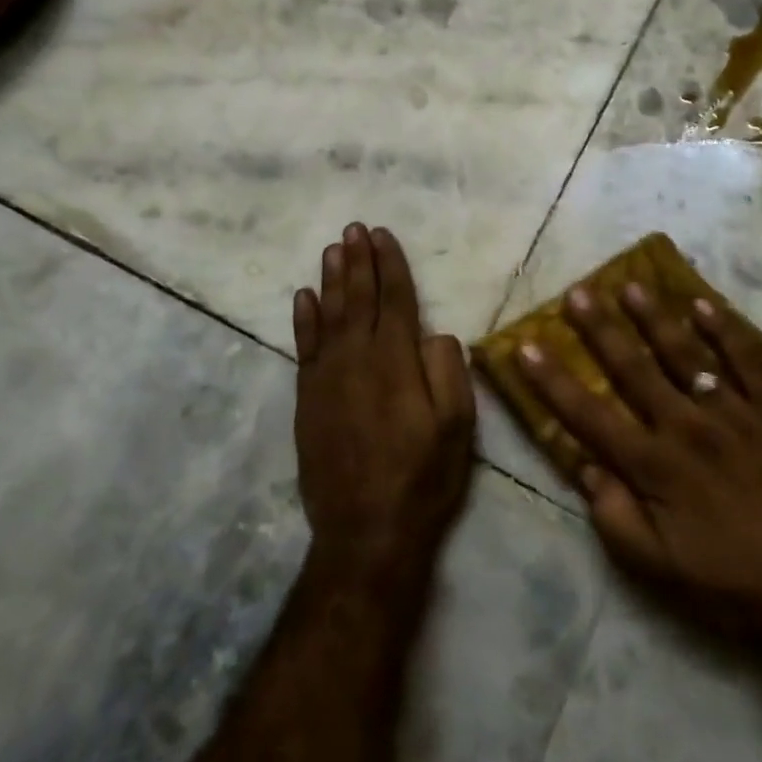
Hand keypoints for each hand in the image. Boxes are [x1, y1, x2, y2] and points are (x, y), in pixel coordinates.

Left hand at [293, 224, 474, 583]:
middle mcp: (357, 359)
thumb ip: (448, 370)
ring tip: (332, 249)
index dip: (390, 264)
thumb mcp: (457, 426)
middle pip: (358, 298)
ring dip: (331, 279)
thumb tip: (434, 333)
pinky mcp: (308, 400)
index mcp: (396, 361)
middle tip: (354, 228)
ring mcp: (327, 379)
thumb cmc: (423, 477)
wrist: (366, 532)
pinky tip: (303, 297)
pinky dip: (303, 319)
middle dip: (358, 261)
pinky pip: (304, 347)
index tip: (382, 234)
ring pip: (328, 316)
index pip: (394, 299)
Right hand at [517, 284, 761, 640]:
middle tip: (578, 292)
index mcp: (655, 466)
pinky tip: (704, 305)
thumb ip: (616, 518)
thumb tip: (587, 468)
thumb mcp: (661, 572)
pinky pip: (747, 360)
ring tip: (632, 285)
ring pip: (686, 353)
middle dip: (601, 329)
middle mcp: (688, 426)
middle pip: (635, 368)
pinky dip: (724, 330)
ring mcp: (735, 412)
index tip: (526, 345)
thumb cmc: (736, 586)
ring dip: (655, 318)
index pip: (589, 414)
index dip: (553, 380)